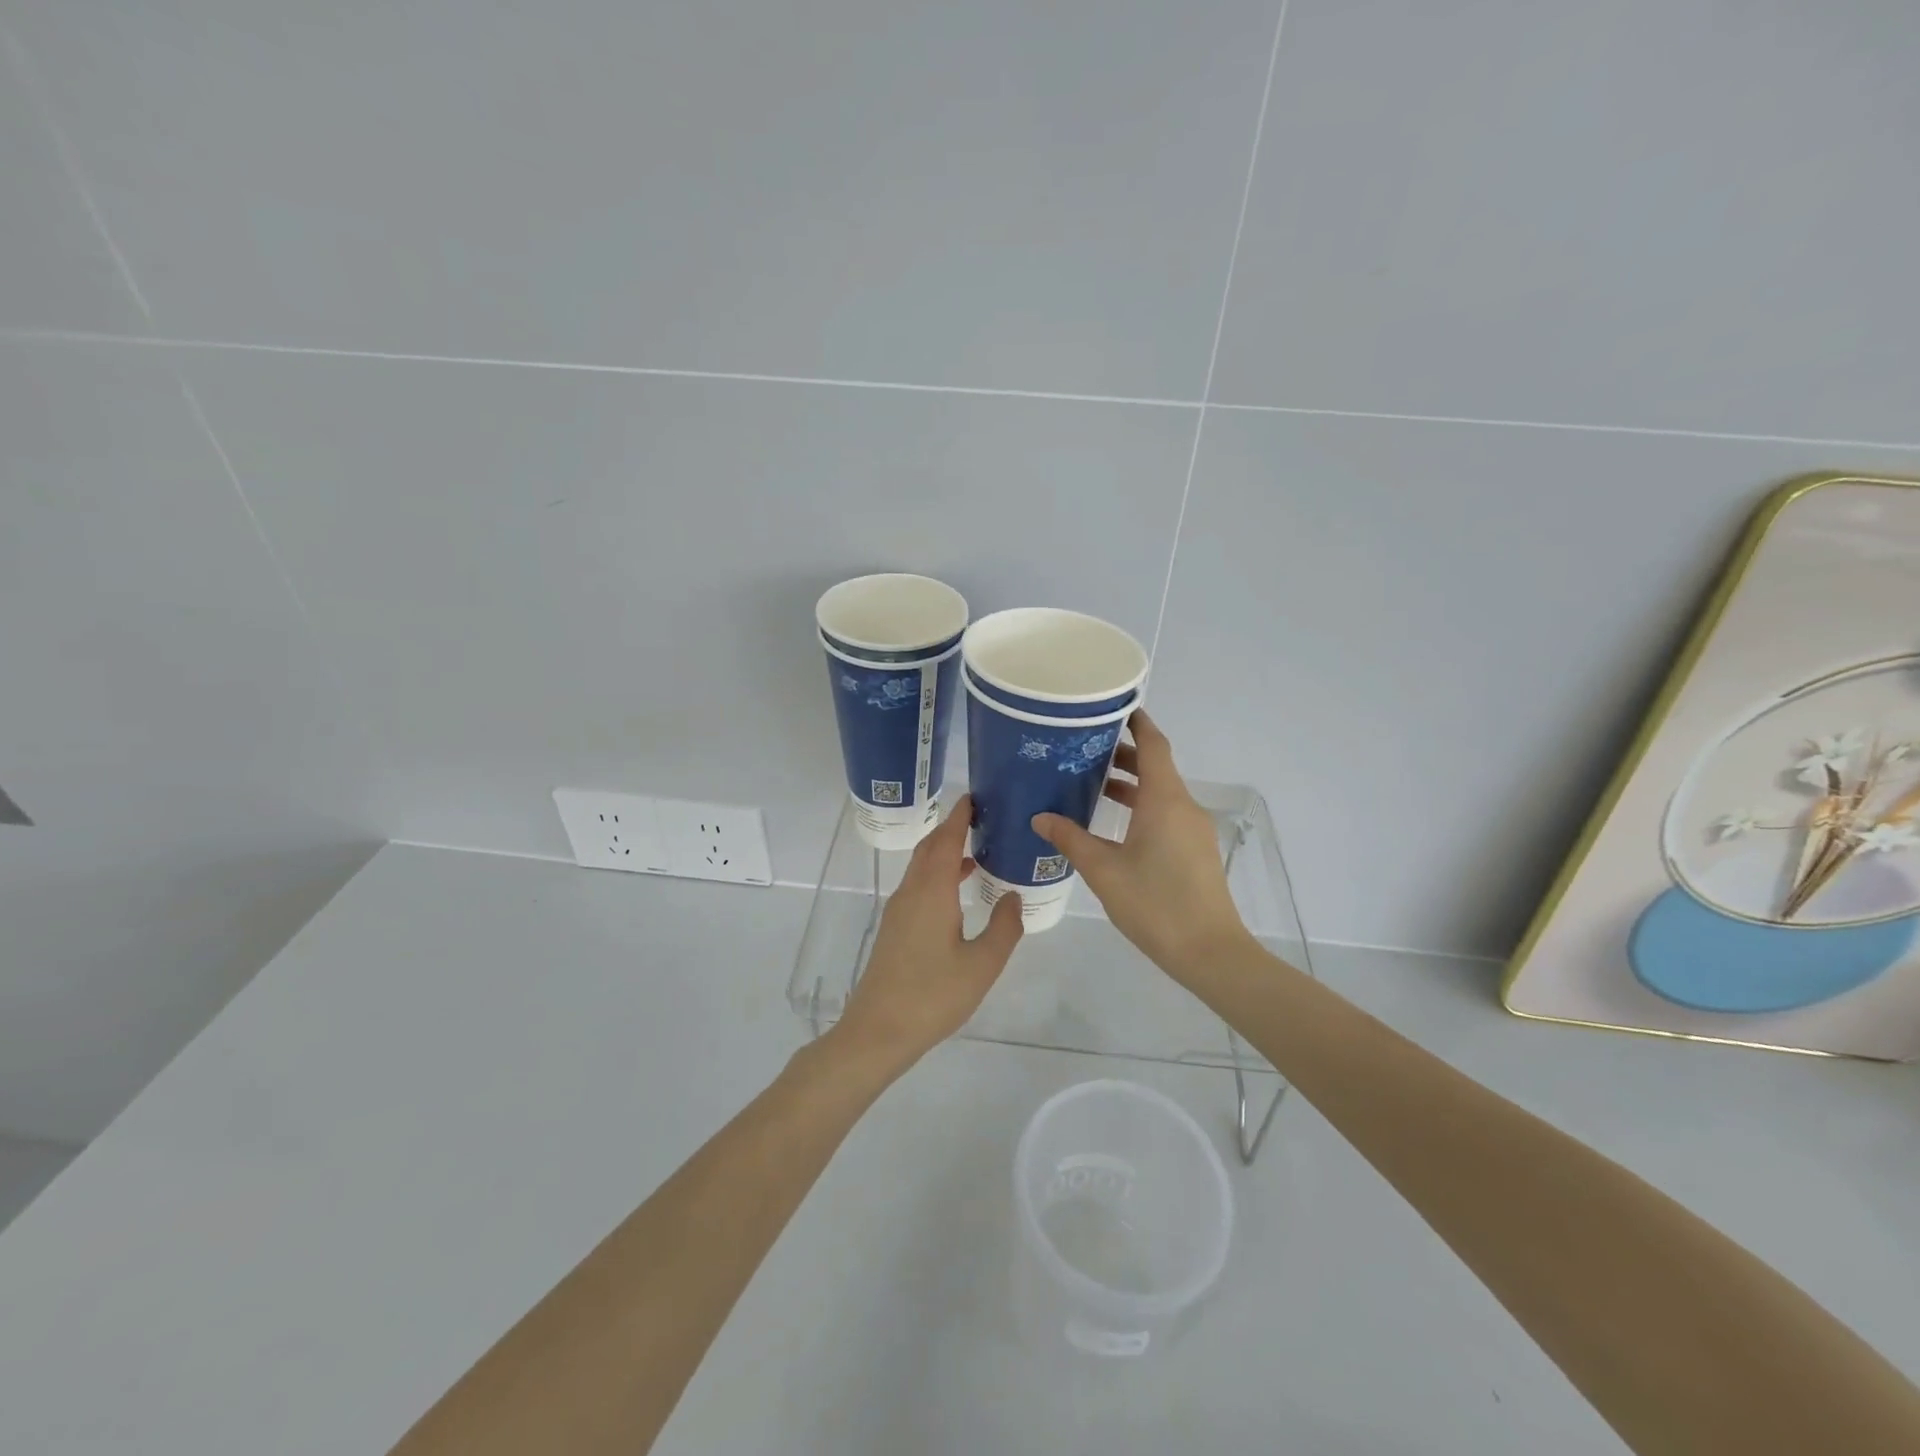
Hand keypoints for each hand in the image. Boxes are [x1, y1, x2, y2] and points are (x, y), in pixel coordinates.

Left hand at [829, 795, 1024, 1075]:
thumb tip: (1014, 896)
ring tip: (979, 850)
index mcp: (932, 892)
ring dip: (945, 852)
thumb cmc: (933, 996)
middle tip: (983, 818)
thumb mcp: (982, 965)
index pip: (945, 840)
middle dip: (952, 828)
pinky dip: (939, 874)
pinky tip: (959, 891)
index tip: (975, 796)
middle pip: (930, 847)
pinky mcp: (895, 928)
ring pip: (922, 867)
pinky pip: (919, 885)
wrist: (878, 1031)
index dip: (960, 816)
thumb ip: (1003, 927)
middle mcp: (911, 892)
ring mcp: (899, 910)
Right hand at [1032, 710, 1249, 978]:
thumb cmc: (1155, 904)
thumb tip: (1040, 817)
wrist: (1210, 952)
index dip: (1136, 722)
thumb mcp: (1104, 871)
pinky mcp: (1195, 850)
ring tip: (1090, 783)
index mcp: (1164, 800)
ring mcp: (1193, 829)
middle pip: (1155, 766)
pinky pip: (1166, 814)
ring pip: (1160, 793)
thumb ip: (1071, 839)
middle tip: (1083, 748)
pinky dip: (1140, 807)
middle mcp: (1183, 806)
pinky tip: (1112, 825)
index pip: (1154, 744)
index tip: (1110, 708)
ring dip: (1130, 784)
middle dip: (1123, 754)